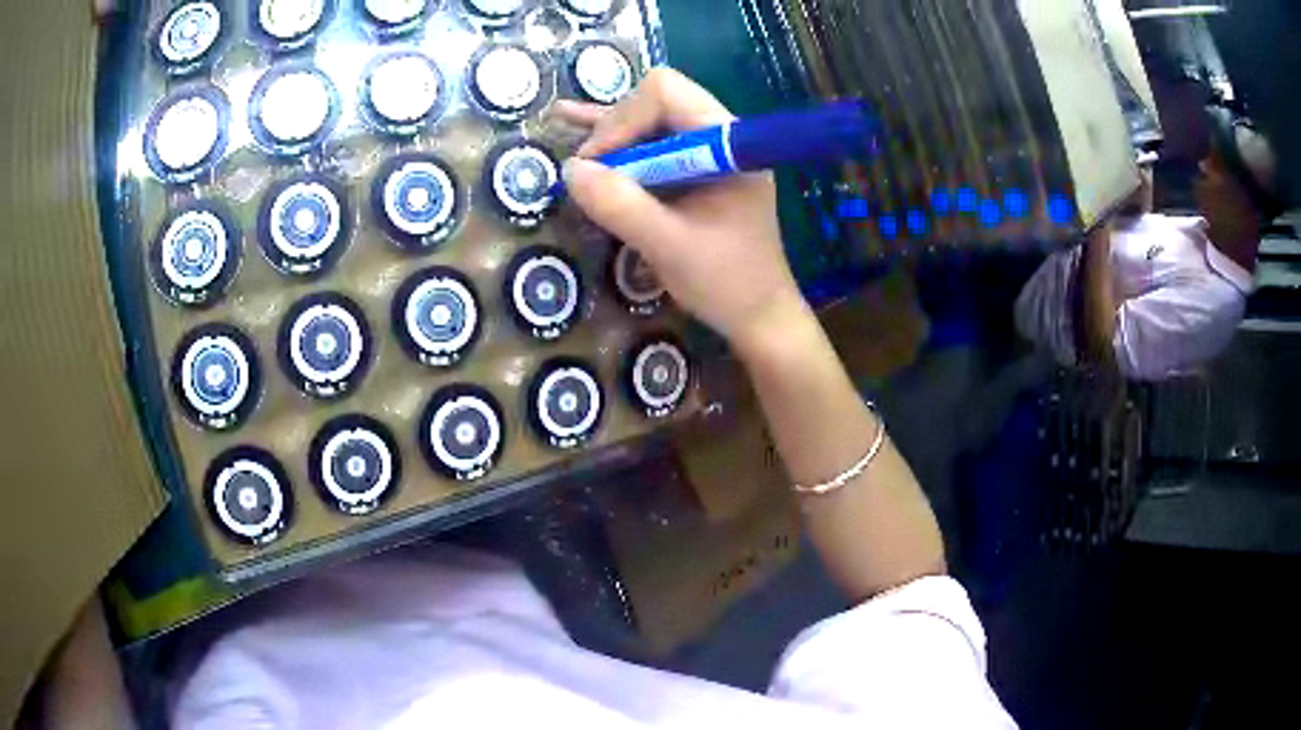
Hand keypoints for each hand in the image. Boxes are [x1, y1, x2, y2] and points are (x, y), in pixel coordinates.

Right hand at [555, 69, 807, 354]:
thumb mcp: (668, 246)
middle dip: (615, 128)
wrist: (758, 314)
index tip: (599, 164)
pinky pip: (650, 142)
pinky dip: (616, 140)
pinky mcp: (692, 169)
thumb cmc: (726, 283)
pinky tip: (573, 122)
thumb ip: (621, 205)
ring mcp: (706, 151)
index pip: (667, 94)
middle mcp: (718, 136)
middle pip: (655, 101)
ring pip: (648, 119)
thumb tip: (571, 170)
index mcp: (727, 143)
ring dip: (609, 131)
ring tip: (561, 123)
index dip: (623, 120)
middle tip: (590, 172)